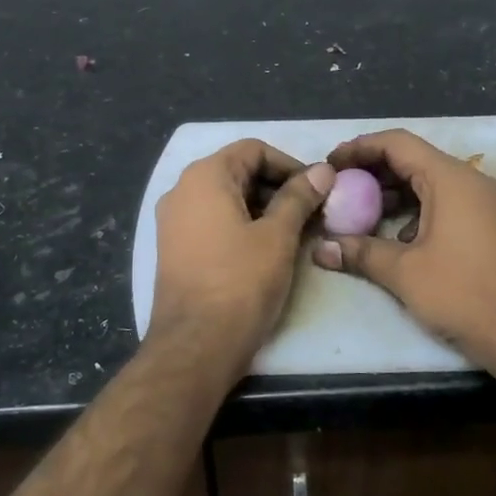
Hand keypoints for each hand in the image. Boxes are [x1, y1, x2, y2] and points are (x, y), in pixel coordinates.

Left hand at [150, 139, 333, 365]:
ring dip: (262, 208)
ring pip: (226, 199)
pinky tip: (266, 250)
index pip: (253, 149)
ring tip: (294, 233)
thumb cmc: (240, 283)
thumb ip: (299, 197)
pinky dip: (241, 225)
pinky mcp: (174, 248)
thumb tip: (322, 170)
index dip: (290, 164)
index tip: (317, 190)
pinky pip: (212, 222)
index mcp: (204, 177)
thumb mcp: (277, 236)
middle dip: (277, 187)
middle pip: (238, 171)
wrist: (196, 346)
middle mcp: (182, 190)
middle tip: (311, 213)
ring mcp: (173, 221)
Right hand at [313, 128, 495, 369]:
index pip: (398, 143)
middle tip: (340, 189)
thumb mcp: (405, 273)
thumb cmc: (465, 295)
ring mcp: (488, 204)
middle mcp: (472, 182)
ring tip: (362, 214)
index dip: (360, 148)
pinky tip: (399, 239)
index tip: (331, 164)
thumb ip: (360, 253)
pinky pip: (449, 204)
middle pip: (414, 160)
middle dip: (374, 172)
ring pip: (432, 184)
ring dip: (395, 194)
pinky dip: (419, 211)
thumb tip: (319, 249)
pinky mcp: (494, 226)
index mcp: (451, 179)